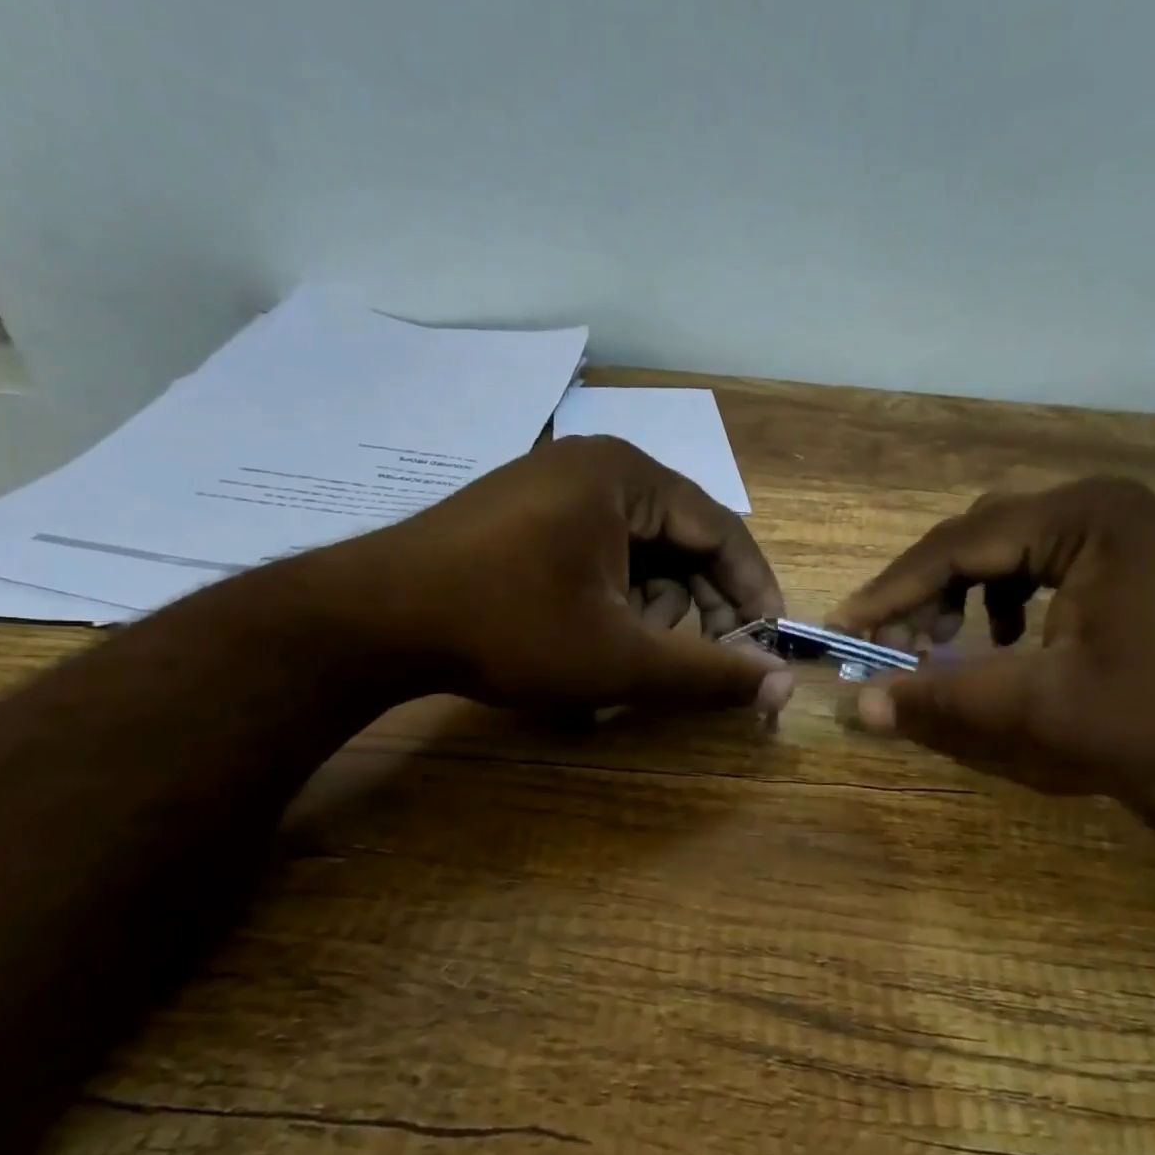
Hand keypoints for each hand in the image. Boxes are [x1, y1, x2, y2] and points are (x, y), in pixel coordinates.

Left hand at [298, 435, 792, 714]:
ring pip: (637, 552)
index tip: (768, 641)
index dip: (752, 590)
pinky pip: (595, 552)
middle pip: (678, 540)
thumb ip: (708, 673)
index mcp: (627, 476)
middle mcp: (594, 466)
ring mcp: (552, 486)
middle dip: (691, 607)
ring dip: (646, 609)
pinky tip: (588, 638)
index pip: (721, 529)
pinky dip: (608, 598)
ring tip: (618, 656)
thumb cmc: (508, 627)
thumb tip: (783, 688)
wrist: (371, 619)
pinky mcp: (523, 512)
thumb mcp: (619, 657)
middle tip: (688, 662)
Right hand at [828, 477, 1154, 794]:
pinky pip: (1042, 561)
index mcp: (1076, 519)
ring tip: (950, 648)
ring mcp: (1117, 522)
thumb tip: (861, 706)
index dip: (890, 592)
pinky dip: (1006, 598)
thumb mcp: (1050, 712)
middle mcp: (1093, 503)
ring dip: (963, 594)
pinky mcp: (1131, 549)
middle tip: (894, 645)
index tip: (844, 628)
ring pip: (1005, 547)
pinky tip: (1011, 641)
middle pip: (976, 537)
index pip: (953, 546)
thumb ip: (949, 702)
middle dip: (925, 592)